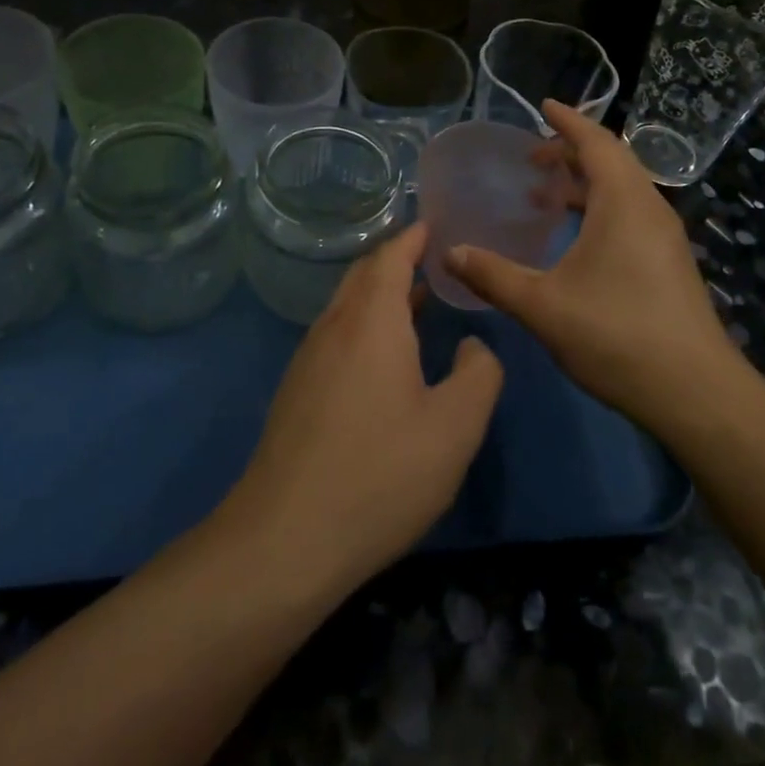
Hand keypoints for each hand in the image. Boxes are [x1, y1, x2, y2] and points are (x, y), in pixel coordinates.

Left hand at [227, 224, 502, 600]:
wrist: (285, 539)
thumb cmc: (380, 474)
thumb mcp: (455, 427)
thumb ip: (479, 374)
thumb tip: (473, 346)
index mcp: (371, 320)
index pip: (391, 256)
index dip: (415, 237)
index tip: (437, 226)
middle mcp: (334, 327)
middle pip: (364, 274)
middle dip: (398, 260)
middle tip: (436, 259)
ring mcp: (308, 359)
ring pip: (347, 306)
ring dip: (382, 294)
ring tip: (420, 300)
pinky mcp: (297, 392)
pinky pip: (336, 335)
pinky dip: (366, 324)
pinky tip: (386, 357)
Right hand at [445, 100, 750, 434]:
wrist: (695, 392)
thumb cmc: (616, 335)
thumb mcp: (542, 305)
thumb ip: (492, 274)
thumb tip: (449, 252)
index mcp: (623, 202)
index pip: (596, 142)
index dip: (568, 120)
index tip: (543, 106)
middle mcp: (649, 208)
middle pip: (611, 161)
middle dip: (571, 152)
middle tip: (531, 159)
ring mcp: (664, 236)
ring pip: (622, 190)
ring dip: (584, 183)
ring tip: (544, 196)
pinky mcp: (668, 262)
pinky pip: (630, 214)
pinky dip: (598, 208)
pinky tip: (573, 239)